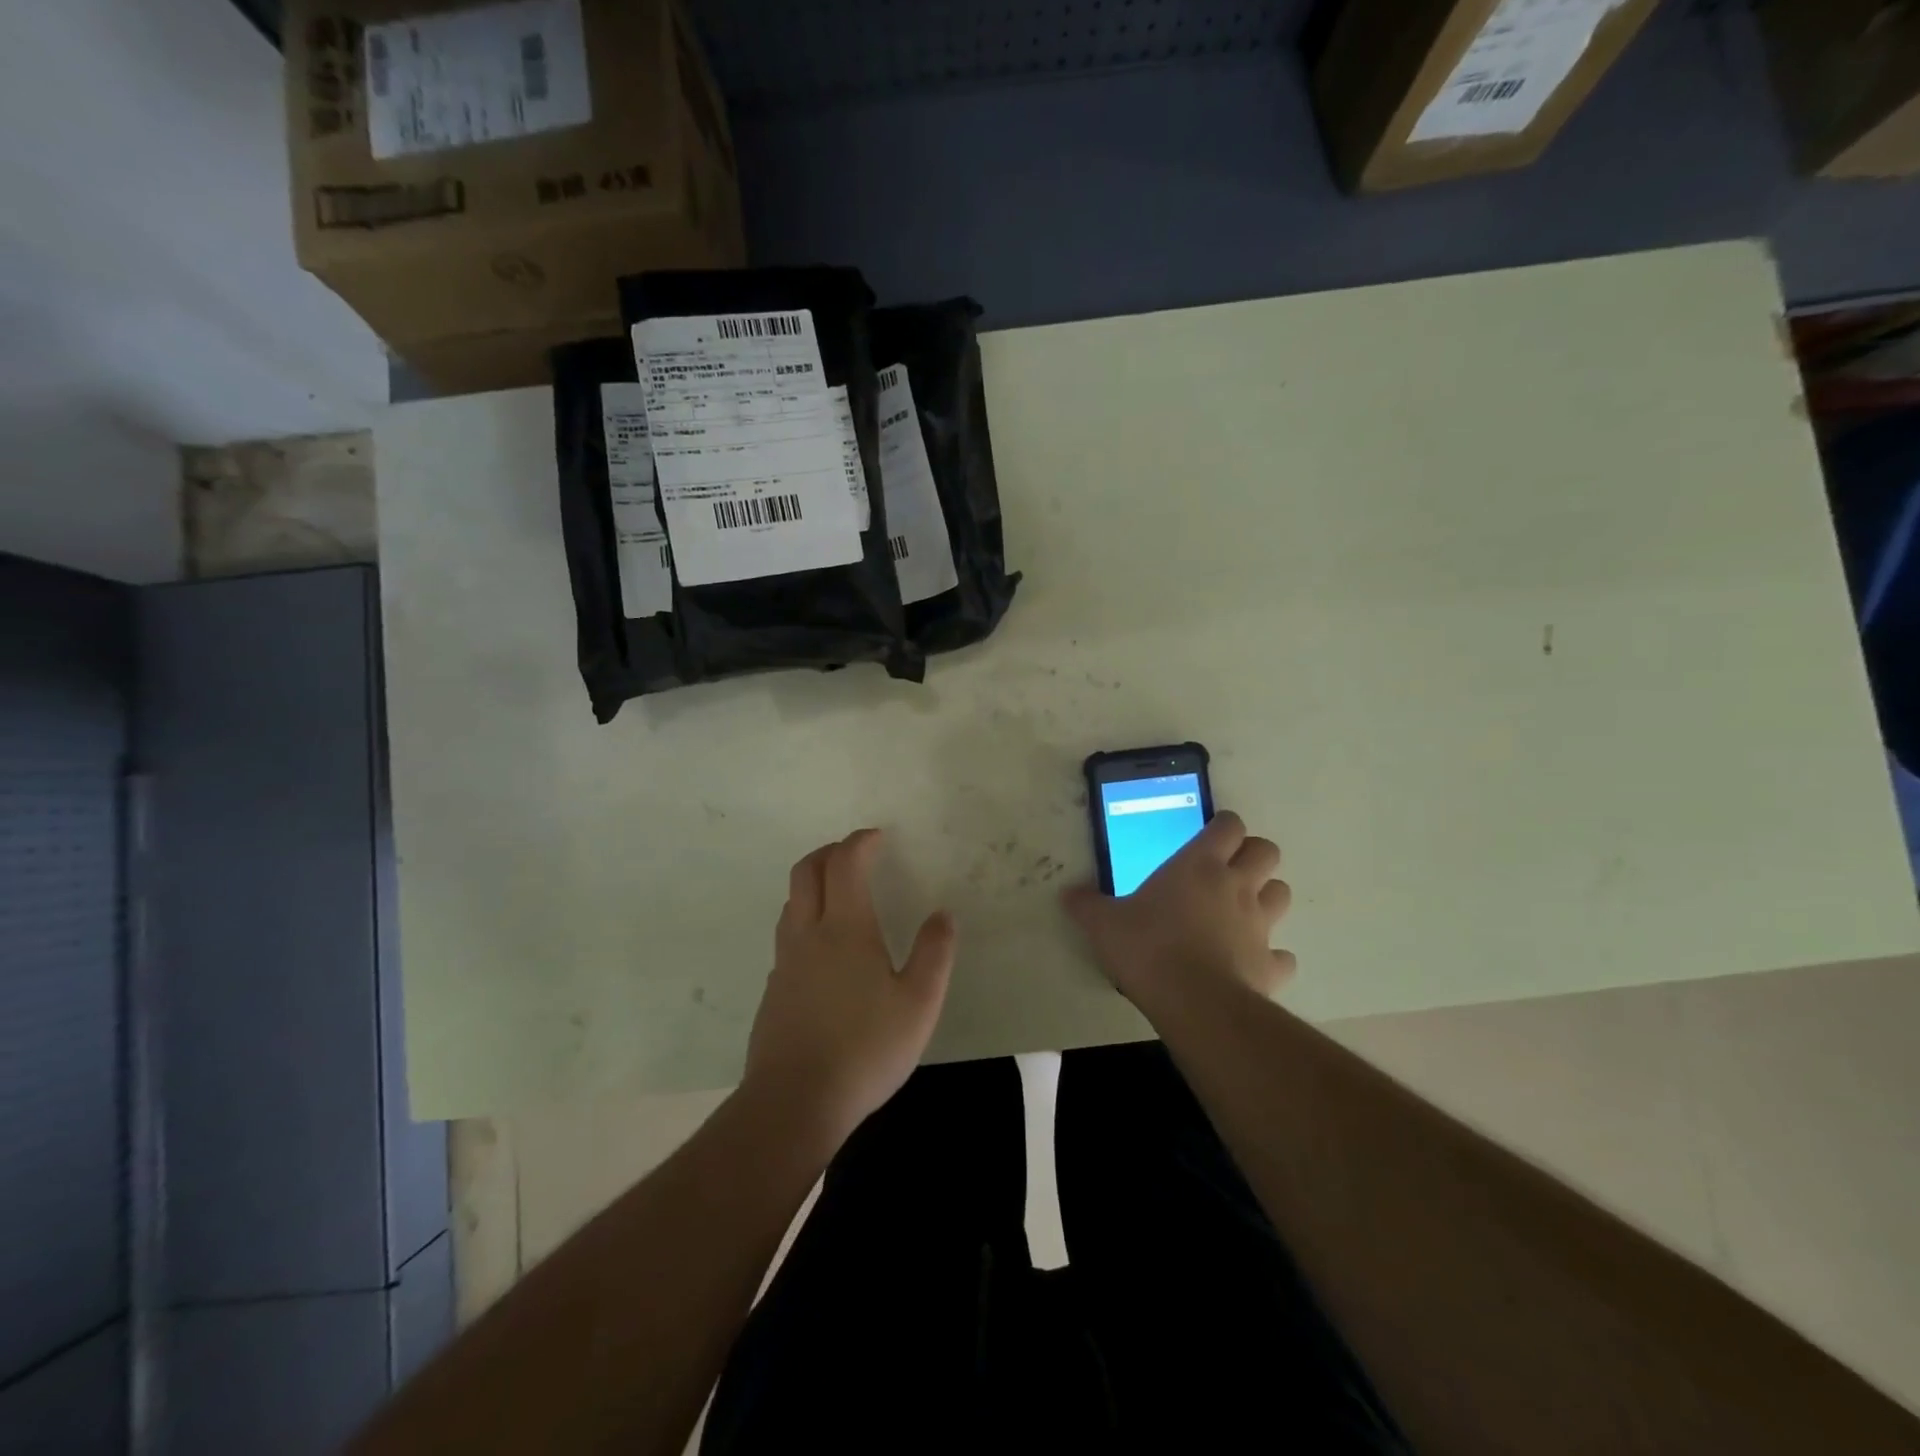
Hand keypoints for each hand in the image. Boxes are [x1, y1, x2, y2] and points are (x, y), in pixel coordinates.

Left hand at [743, 828, 956, 1146]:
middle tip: (853, 853)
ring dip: (813, 884)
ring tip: (839, 894)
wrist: (794, 1102)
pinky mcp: (773, 991)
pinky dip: (805, 920)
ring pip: (791, 903)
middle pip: (806, 872)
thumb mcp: (918, 1003)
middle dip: (829, 852)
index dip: (860, 842)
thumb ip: (934, 954)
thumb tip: (942, 915)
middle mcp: (808, 934)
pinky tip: (825, 951)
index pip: (845, 863)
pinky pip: (787, 936)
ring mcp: (785, 963)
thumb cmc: (865, 1048)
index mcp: (845, 928)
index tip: (877, 836)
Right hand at [1062, 811, 1295, 1018]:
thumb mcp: (1104, 924)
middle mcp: (1237, 886)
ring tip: (1241, 912)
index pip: (1229, 826)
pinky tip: (1251, 963)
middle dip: (1252, 856)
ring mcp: (1260, 925)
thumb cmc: (1148, 948)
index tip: (1209, 836)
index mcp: (1199, 865)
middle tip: (1227, 871)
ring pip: (1281, 895)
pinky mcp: (1271, 965)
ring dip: (1266, 898)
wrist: (1194, 1003)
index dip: (1224, 827)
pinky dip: (1271, 956)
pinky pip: (1282, 955)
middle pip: (1267, 852)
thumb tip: (1068, 894)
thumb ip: (1087, 905)